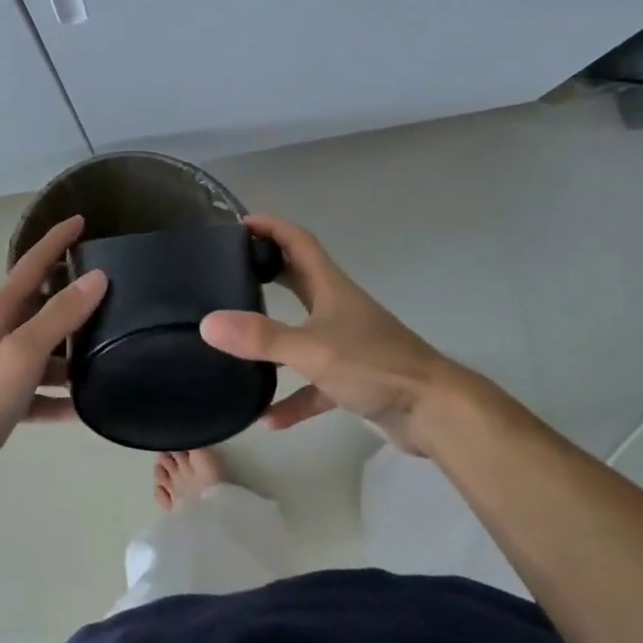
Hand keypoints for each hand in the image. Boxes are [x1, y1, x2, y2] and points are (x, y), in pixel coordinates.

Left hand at [0, 215, 107, 498]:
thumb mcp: (23, 351)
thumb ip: (60, 315)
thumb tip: (97, 277)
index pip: (32, 264)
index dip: (56, 241)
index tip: (82, 220)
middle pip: (42, 307)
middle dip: (73, 299)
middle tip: (114, 293)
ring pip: (44, 352)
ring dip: (71, 354)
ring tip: (110, 353)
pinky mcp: (1, 402)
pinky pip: (38, 392)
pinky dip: (59, 397)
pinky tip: (84, 408)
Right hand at [199, 215, 495, 455]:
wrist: (434, 412)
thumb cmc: (375, 365)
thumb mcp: (312, 348)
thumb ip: (260, 338)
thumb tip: (208, 324)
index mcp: (330, 287)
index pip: (298, 241)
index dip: (270, 227)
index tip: (236, 225)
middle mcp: (337, 309)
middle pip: (297, 281)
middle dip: (266, 272)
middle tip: (228, 273)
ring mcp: (346, 345)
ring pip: (301, 334)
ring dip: (273, 339)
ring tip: (236, 342)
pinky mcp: (352, 379)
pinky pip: (313, 384)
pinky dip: (292, 397)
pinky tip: (268, 417)